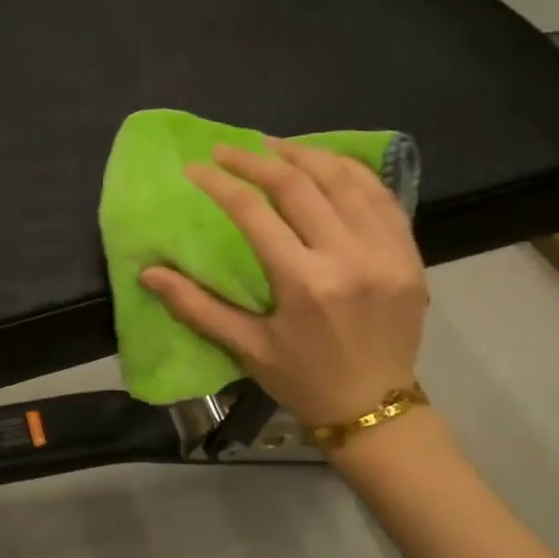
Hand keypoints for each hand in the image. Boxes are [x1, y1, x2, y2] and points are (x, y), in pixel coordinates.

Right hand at [140, 140, 427, 432]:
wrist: (377, 410)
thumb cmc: (303, 379)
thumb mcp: (245, 347)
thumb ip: (195, 305)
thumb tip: (148, 272)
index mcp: (305, 283)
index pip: (255, 212)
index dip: (220, 183)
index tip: (195, 168)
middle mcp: (349, 257)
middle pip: (300, 185)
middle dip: (256, 160)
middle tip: (227, 150)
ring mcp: (387, 252)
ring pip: (345, 180)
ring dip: (305, 156)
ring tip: (273, 147)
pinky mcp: (409, 254)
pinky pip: (381, 197)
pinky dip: (351, 173)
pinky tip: (326, 166)